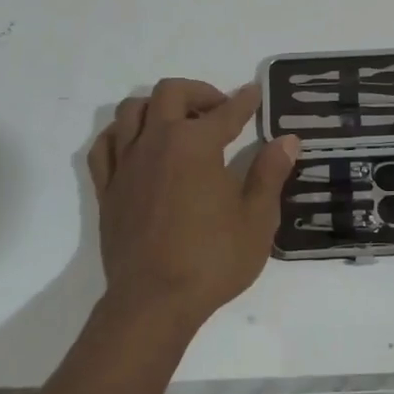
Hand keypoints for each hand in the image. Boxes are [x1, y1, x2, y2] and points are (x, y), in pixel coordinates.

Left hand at [88, 79, 300, 326]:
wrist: (154, 301)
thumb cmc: (212, 260)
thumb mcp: (256, 220)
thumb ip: (270, 174)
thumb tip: (287, 140)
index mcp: (196, 144)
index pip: (226, 112)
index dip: (244, 101)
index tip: (254, 93)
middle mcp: (157, 141)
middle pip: (170, 93)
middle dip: (198, 92)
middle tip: (218, 111)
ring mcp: (126, 163)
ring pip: (132, 110)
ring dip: (157, 107)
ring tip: (177, 124)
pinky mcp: (107, 187)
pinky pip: (105, 144)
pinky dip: (121, 134)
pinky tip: (137, 146)